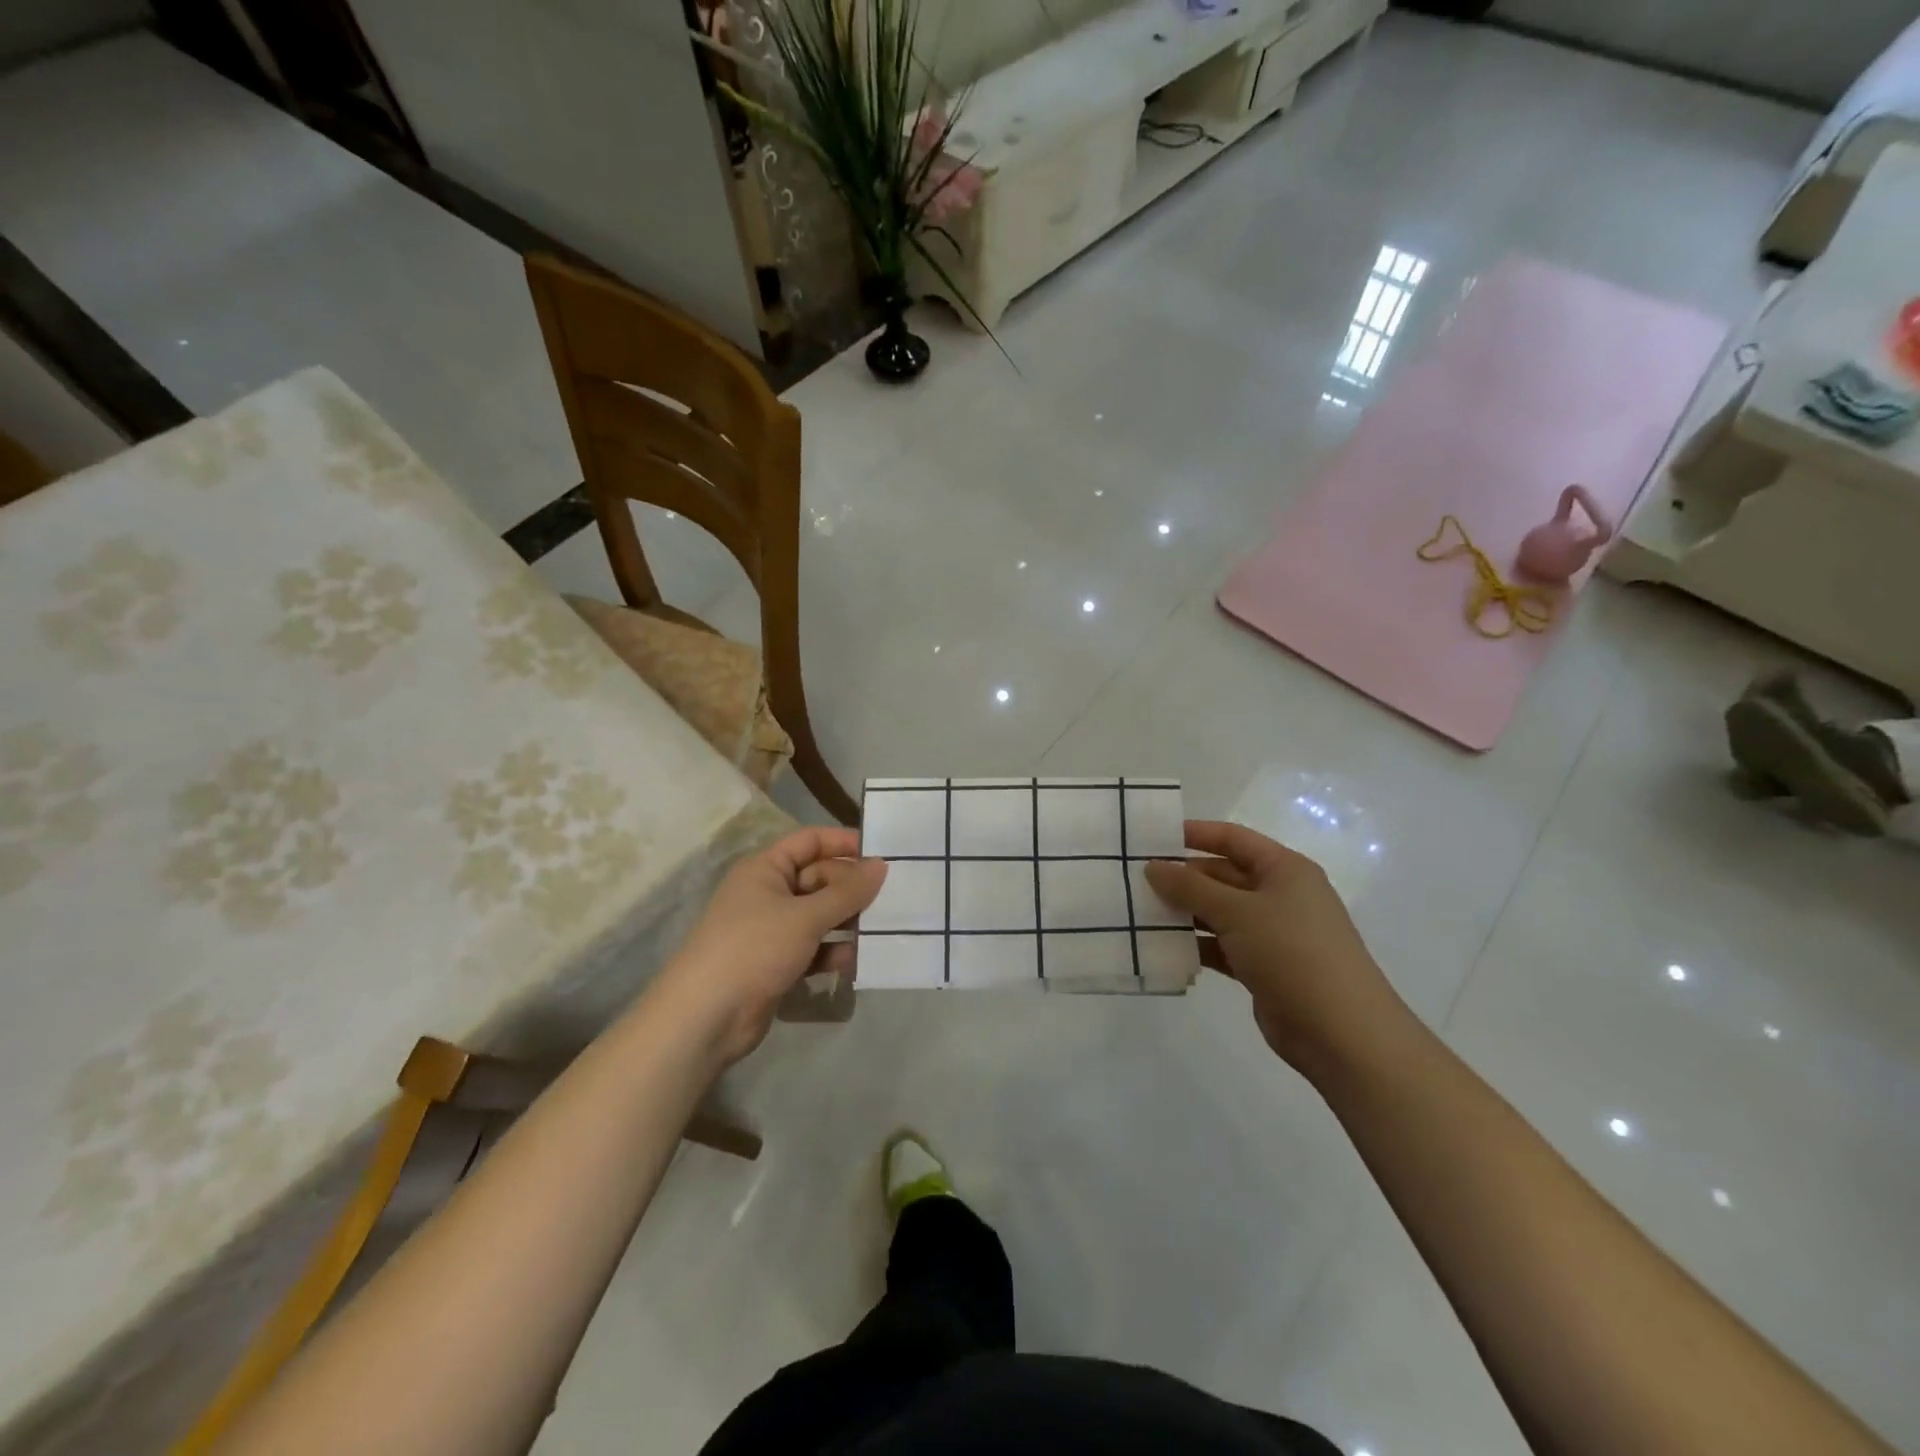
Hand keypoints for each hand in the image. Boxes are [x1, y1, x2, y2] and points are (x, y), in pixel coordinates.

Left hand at [658, 828, 885, 1066]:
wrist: (706, 1017)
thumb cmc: (754, 948)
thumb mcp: (806, 916)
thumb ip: (847, 892)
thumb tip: (881, 865)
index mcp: (765, 869)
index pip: (810, 841)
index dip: (844, 843)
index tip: (882, 853)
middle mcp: (767, 893)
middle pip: (818, 878)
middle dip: (851, 888)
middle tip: (891, 898)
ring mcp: (771, 930)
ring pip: (818, 915)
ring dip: (846, 921)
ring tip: (882, 929)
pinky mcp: (776, 963)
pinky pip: (813, 947)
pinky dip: (833, 951)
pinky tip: (857, 960)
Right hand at [1144, 821, 1411, 1081]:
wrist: (1341, 1032)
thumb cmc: (1292, 952)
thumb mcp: (1237, 912)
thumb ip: (1190, 888)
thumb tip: (1153, 866)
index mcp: (1284, 870)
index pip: (1233, 839)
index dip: (1195, 834)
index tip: (1153, 838)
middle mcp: (1280, 896)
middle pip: (1223, 876)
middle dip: (1183, 878)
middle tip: (1135, 880)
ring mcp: (1273, 934)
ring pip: (1219, 913)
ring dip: (1185, 913)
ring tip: (1140, 913)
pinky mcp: (1263, 967)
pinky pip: (1221, 946)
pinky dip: (1196, 946)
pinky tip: (1163, 948)